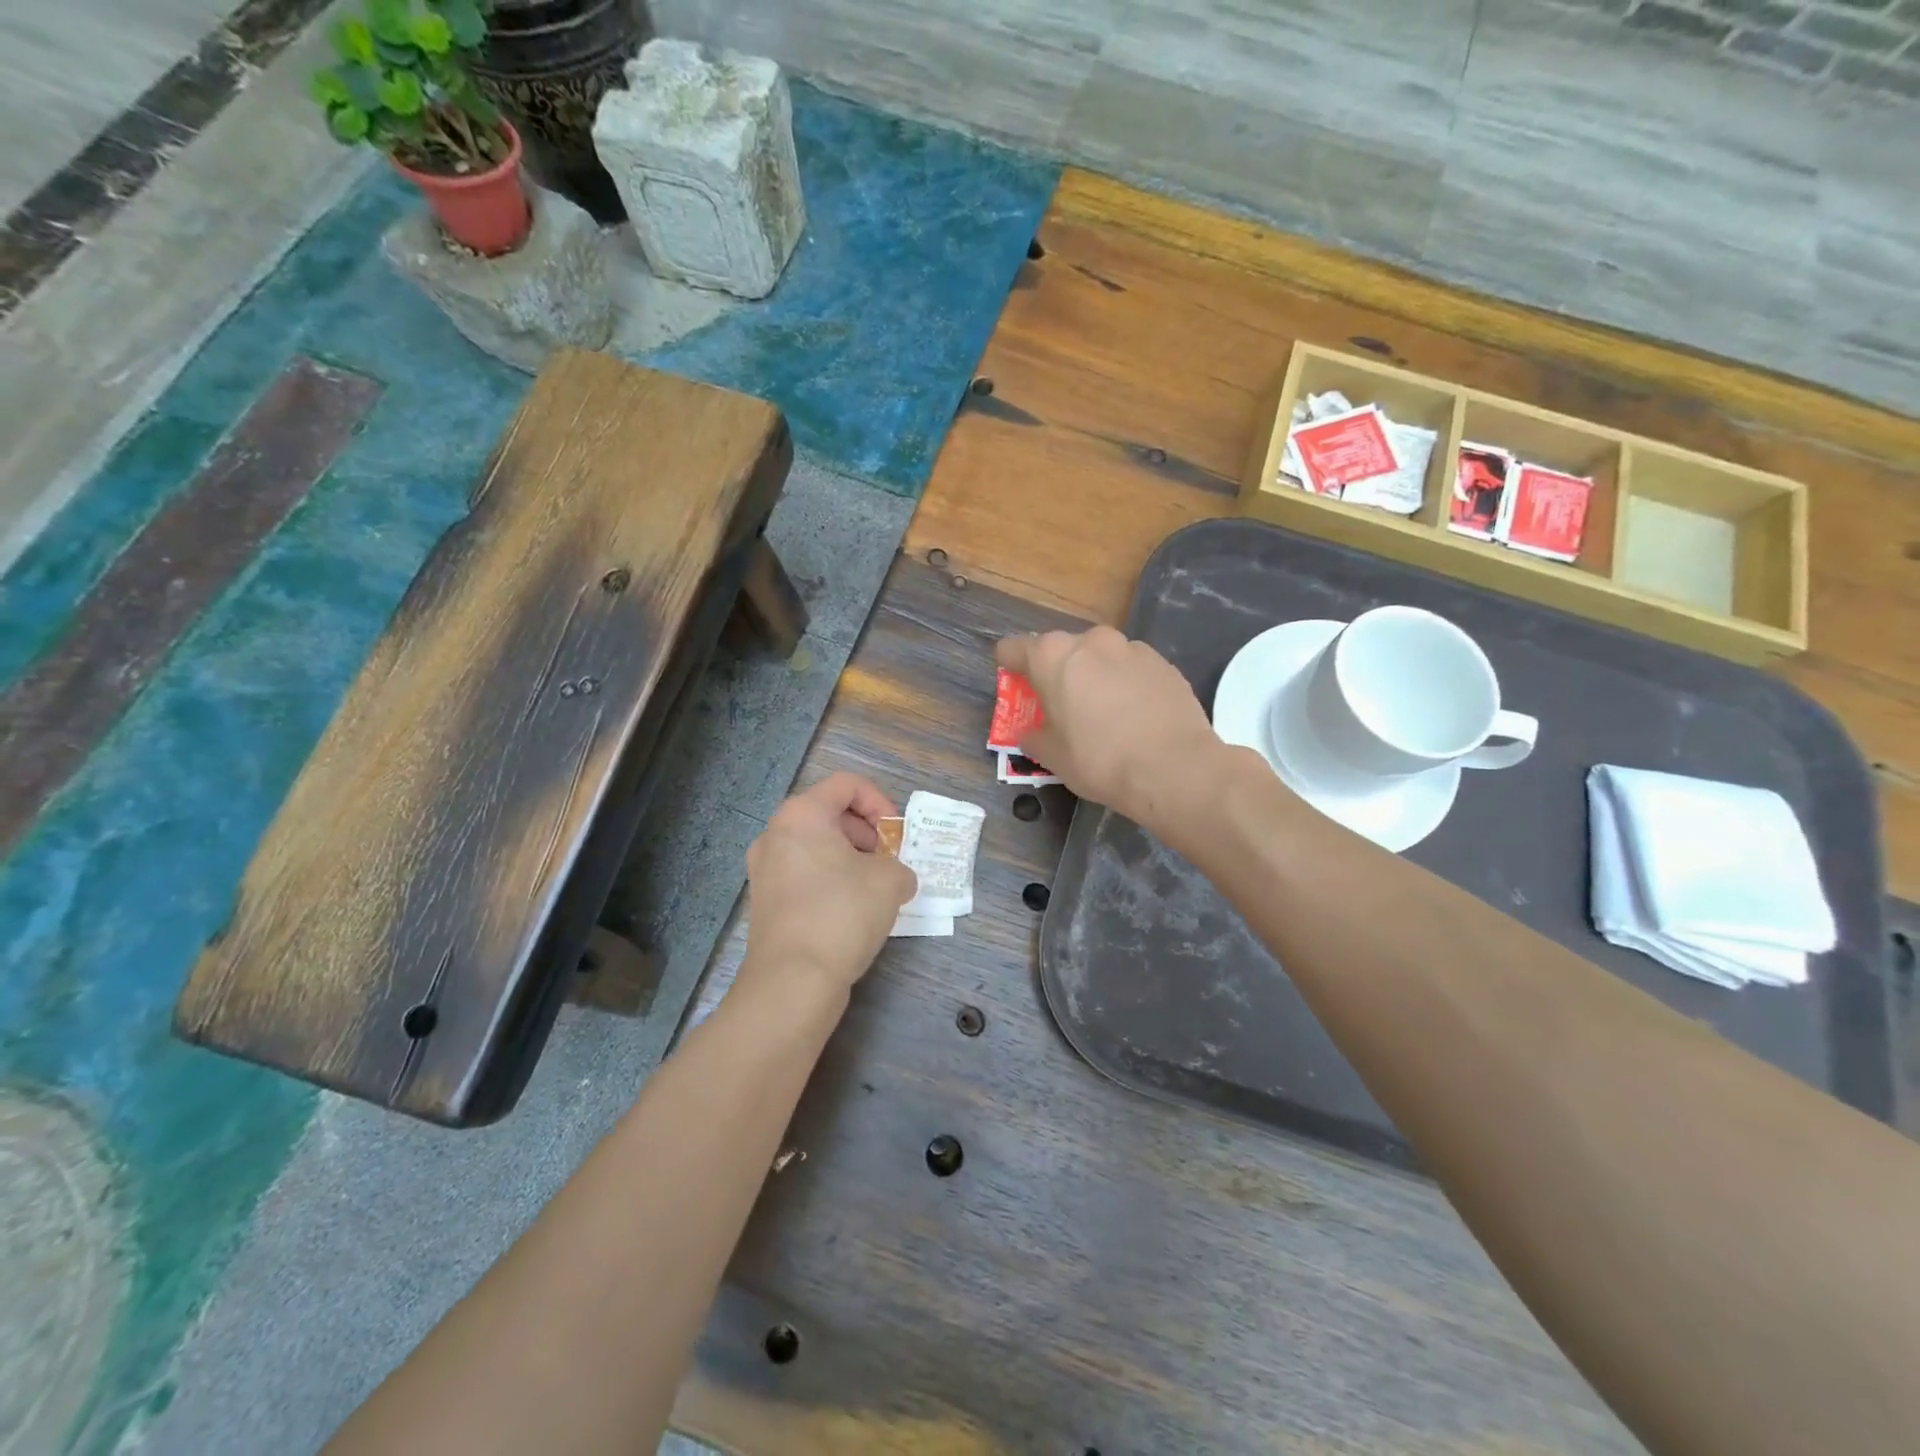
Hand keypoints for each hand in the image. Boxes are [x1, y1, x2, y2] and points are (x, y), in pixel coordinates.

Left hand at [743, 772, 917, 994]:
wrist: (793, 981)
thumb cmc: (842, 914)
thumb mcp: (890, 881)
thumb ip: (900, 867)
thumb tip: (895, 878)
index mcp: (801, 815)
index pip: (847, 785)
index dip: (880, 802)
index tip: (896, 835)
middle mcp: (775, 834)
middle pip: (829, 813)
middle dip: (866, 832)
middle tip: (889, 861)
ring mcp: (764, 869)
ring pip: (816, 846)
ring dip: (850, 858)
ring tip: (875, 888)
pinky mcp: (765, 901)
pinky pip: (804, 873)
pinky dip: (831, 880)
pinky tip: (852, 910)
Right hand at [996, 627, 1229, 830]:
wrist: (1174, 768)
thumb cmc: (1099, 760)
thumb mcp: (1052, 757)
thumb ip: (1033, 736)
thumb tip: (1031, 732)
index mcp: (1053, 656)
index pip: (1014, 648)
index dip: (1009, 668)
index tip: (1014, 687)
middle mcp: (1091, 641)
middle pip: (1060, 650)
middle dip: (1056, 673)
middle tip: (1060, 707)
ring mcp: (1132, 648)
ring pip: (1100, 657)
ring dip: (1093, 676)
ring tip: (1103, 713)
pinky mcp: (1163, 663)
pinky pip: (1131, 669)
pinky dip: (1125, 684)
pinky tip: (1134, 716)